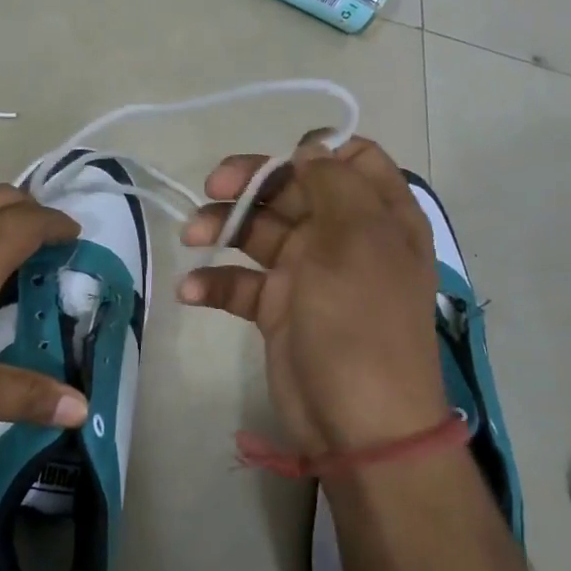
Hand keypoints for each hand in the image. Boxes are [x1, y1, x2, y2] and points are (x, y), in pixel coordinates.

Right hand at [178, 138, 447, 454]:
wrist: (358, 422)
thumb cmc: (361, 321)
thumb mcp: (356, 240)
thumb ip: (333, 184)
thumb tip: (311, 147)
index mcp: (378, 215)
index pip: (351, 160)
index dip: (314, 152)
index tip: (279, 161)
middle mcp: (344, 237)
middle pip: (293, 189)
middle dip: (251, 185)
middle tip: (212, 189)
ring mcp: (308, 273)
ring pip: (259, 231)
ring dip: (223, 227)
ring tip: (191, 237)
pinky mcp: (277, 309)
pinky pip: (240, 282)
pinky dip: (214, 282)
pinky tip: (191, 291)